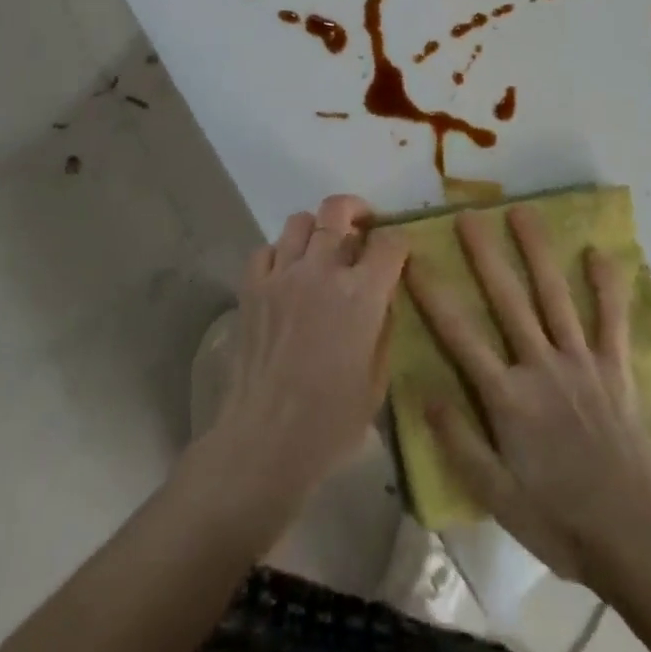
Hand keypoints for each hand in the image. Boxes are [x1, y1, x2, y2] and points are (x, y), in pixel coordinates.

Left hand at [196, 194, 408, 528]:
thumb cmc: (330, 422)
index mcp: (361, 294)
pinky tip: (287, 274)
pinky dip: (280, 254)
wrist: (264, 442)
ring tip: (322, 250)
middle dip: (356, 211)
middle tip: (362, 227)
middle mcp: (322, 270)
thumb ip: (383, 327)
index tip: (398, 254)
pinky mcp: (252, 287)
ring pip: (300, 220)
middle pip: (338, 209)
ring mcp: (282, 275)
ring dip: (316, 229)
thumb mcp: (377, 379)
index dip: (398, 243)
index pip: (389, 242)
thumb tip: (382, 298)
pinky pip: (266, 249)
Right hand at [404, 205, 650, 584]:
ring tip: (522, 212)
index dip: (433, 294)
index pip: (460, 335)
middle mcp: (541, 366)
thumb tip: (423, 391)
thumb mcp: (496, 496)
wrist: (633, 539)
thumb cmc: (558, 520)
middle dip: (484, 255)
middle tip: (468, 215)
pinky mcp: (615, 369)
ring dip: (537, 251)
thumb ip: (459, 441)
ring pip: (554, 295)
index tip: (412, 258)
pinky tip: (599, 252)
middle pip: (507, 300)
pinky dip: (606, 286)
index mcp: (507, 397)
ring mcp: (581, 362)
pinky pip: (611, 320)